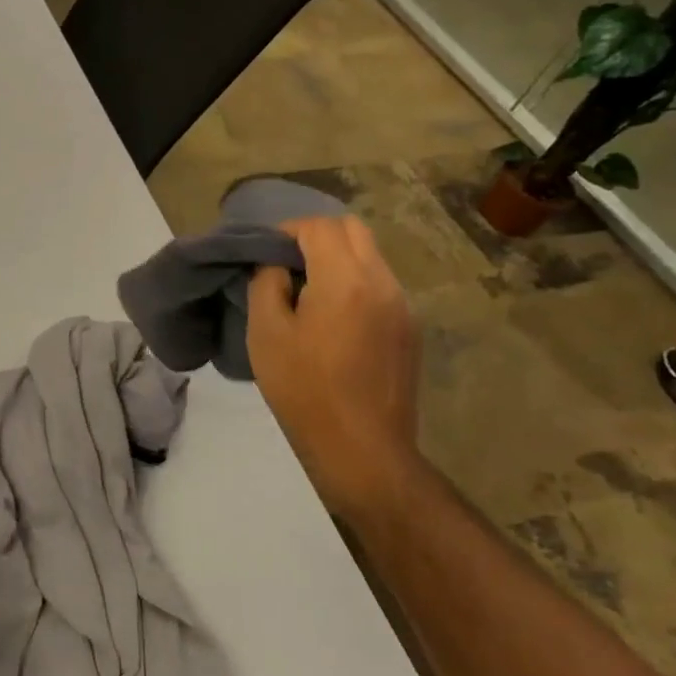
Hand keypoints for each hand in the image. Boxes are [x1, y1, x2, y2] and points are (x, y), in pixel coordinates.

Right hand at [246, 215, 421, 521]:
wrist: (362, 449)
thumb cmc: (304, 390)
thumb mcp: (266, 334)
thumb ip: (267, 284)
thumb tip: (275, 266)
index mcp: (346, 280)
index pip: (319, 226)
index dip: (287, 231)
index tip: (266, 254)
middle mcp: (383, 282)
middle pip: (352, 230)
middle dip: (316, 236)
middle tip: (287, 266)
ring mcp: (403, 306)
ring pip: (370, 256)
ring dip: (337, 259)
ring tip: (309, 294)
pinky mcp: (410, 329)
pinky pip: (380, 285)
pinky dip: (354, 283)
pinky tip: (334, 321)